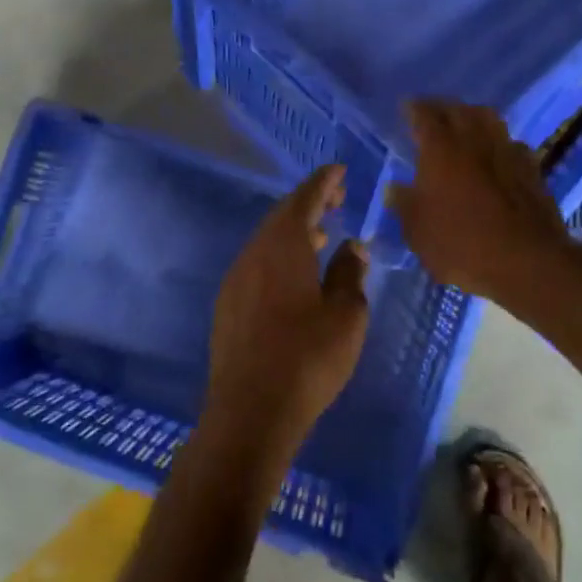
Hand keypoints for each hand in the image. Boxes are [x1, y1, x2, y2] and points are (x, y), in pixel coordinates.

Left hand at [204, 165, 370, 468]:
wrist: (250, 411)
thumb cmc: (307, 358)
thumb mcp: (345, 316)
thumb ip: (350, 274)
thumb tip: (352, 247)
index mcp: (283, 246)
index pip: (305, 199)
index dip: (324, 182)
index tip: (340, 170)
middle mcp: (254, 253)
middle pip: (282, 216)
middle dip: (310, 204)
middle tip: (337, 200)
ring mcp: (236, 279)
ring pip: (268, 242)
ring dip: (295, 233)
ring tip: (322, 237)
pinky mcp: (228, 305)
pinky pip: (257, 264)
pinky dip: (280, 257)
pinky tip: (295, 277)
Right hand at [389, 101, 575, 308]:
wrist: (527, 262)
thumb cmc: (462, 245)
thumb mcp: (418, 232)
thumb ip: (404, 205)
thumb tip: (394, 189)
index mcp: (441, 149)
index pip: (424, 115)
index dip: (413, 108)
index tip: (406, 107)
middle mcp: (475, 141)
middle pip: (458, 110)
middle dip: (442, 108)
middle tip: (431, 114)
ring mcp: (507, 152)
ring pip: (489, 119)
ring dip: (473, 117)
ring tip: (463, 126)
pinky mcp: (532, 169)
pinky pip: (511, 143)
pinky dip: (498, 142)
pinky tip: (495, 155)